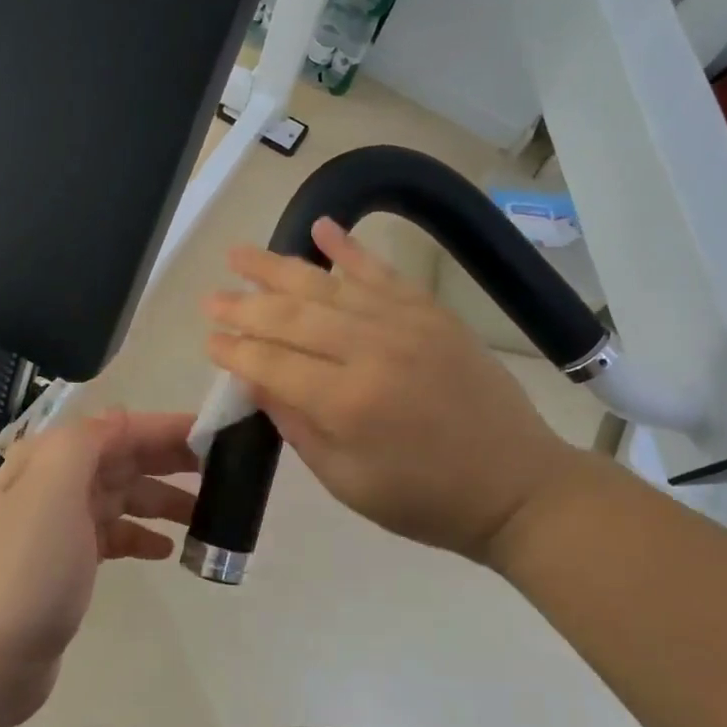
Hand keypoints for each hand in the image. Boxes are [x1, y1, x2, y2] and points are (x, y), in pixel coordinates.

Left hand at [0, 411, 197, 721]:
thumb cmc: (24, 568)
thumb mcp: (51, 489)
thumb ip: (86, 442)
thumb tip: (121, 418)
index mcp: (48, 459)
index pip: (118, 429)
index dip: (166, 428)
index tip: (216, 434)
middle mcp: (52, 484)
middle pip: (122, 460)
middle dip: (171, 460)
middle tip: (225, 469)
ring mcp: (58, 527)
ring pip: (122, 498)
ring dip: (163, 500)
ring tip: (207, 514)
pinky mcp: (66, 566)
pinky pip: (113, 536)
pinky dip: (140, 536)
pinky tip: (167, 551)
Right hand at [204, 217, 585, 564]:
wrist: (517, 485)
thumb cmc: (424, 500)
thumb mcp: (347, 481)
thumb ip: (297, 425)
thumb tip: (255, 380)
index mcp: (347, 403)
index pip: (272, 363)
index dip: (236, 351)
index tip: (209, 339)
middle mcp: (371, 351)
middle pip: (292, 317)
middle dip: (244, 306)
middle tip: (210, 297)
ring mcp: (405, 324)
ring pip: (328, 285)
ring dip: (278, 268)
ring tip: (239, 254)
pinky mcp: (431, 312)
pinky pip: (382, 271)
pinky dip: (349, 248)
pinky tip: (321, 226)